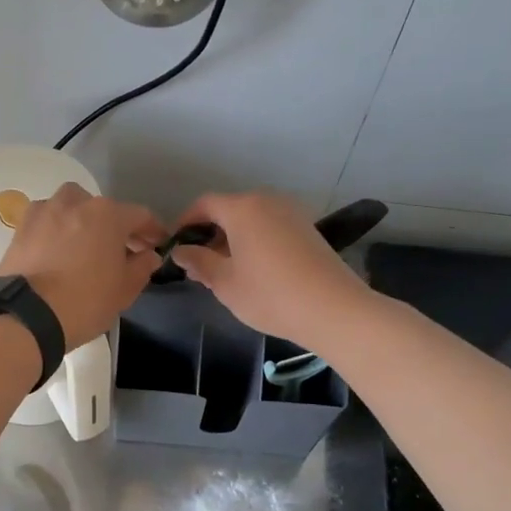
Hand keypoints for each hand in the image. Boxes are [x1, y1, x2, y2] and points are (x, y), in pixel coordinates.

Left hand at [0, 183, 165, 349]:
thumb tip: (148, 255)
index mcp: (107, 214)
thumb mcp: (124, 290)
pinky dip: (55, 229)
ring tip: (84, 245)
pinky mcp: (20, 227)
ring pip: (70, 206)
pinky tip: (56, 250)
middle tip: (120, 249)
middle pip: (102, 208)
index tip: (157, 244)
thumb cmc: (84, 302)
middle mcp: (75, 203)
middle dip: (115, 225)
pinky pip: (46, 220)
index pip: (139, 215)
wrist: (25, 316)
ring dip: (82, 220)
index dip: (152, 230)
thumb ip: (141, 267)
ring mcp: (44, 211)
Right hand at [169, 192, 368, 348]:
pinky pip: (270, 227)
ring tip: (225, 271)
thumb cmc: (270, 294)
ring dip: (233, 239)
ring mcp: (291, 213)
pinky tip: (254, 270)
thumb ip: (198, 262)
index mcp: (242, 209)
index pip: (204, 204)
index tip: (177, 246)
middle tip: (199, 265)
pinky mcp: (308, 229)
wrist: (334, 309)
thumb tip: (181, 251)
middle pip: (229, 210)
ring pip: (251, 220)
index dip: (186, 222)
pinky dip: (255, 241)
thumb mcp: (224, 282)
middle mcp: (267, 202)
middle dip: (210, 233)